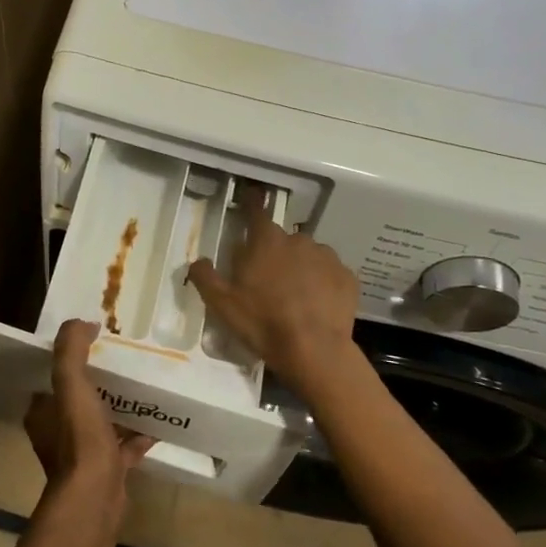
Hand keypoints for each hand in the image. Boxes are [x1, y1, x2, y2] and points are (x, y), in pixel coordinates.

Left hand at [25, 320, 153, 499]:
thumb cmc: (79, 437)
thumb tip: (82, 323)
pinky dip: (137, 437)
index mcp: (42, 413)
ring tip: (141, 389)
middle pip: (77, 400)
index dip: (67, 361)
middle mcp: (57, 434)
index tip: (91, 345)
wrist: (96, 496)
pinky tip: (156, 425)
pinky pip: (123, 448)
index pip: (50, 380)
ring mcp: (83, 455)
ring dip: (118, 408)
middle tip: (121, 363)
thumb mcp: (70, 383)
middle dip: (97, 383)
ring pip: (101, 423)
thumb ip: (70, 350)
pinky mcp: (107, 472)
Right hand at [187, 187, 358, 394]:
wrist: (315, 350)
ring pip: (307, 255)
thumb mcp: (221, 304)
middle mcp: (298, 241)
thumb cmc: (263, 323)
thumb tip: (198, 261)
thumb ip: (205, 277)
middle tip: (266, 280)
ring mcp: (327, 257)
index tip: (251, 195)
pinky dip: (322, 283)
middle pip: (281, 239)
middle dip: (274, 253)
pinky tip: (316, 305)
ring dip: (299, 267)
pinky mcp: (347, 277)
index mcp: (266, 242)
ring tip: (294, 296)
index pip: (256, 212)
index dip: (251, 203)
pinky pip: (329, 274)